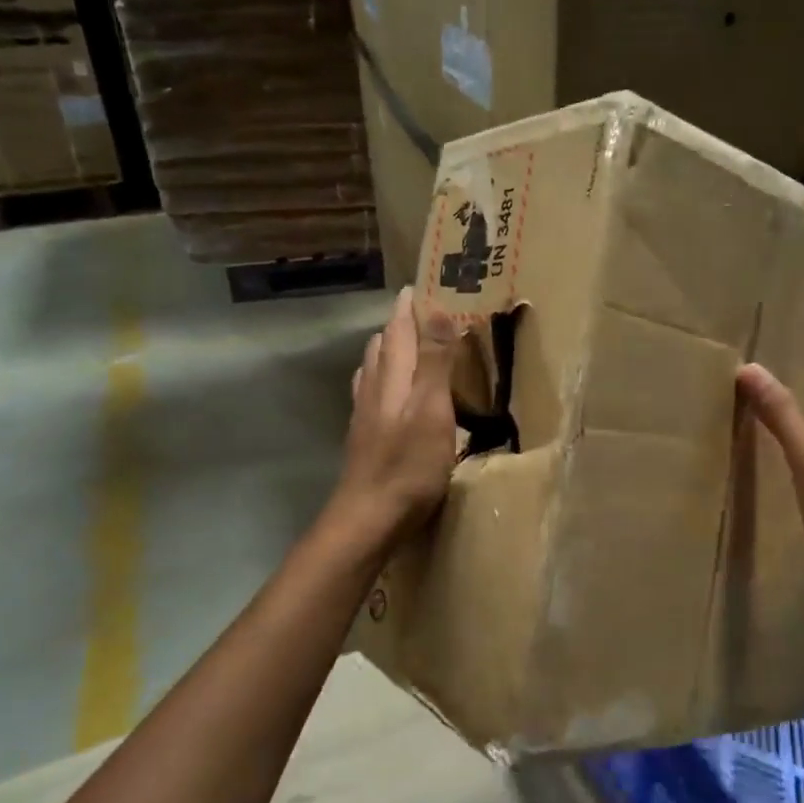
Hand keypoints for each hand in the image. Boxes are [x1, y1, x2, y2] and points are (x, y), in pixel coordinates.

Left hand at [333, 286, 460, 544]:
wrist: (368, 518)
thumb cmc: (408, 465)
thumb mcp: (432, 410)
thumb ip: (435, 361)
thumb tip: (437, 307)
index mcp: (393, 377)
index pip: (399, 329)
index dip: (409, 306)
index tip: (420, 284)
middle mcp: (374, 388)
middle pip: (383, 345)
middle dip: (400, 324)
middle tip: (420, 311)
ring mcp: (366, 415)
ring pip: (374, 369)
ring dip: (390, 350)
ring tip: (407, 344)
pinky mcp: (366, 438)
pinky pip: (372, 393)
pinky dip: (384, 379)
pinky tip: (387, 392)